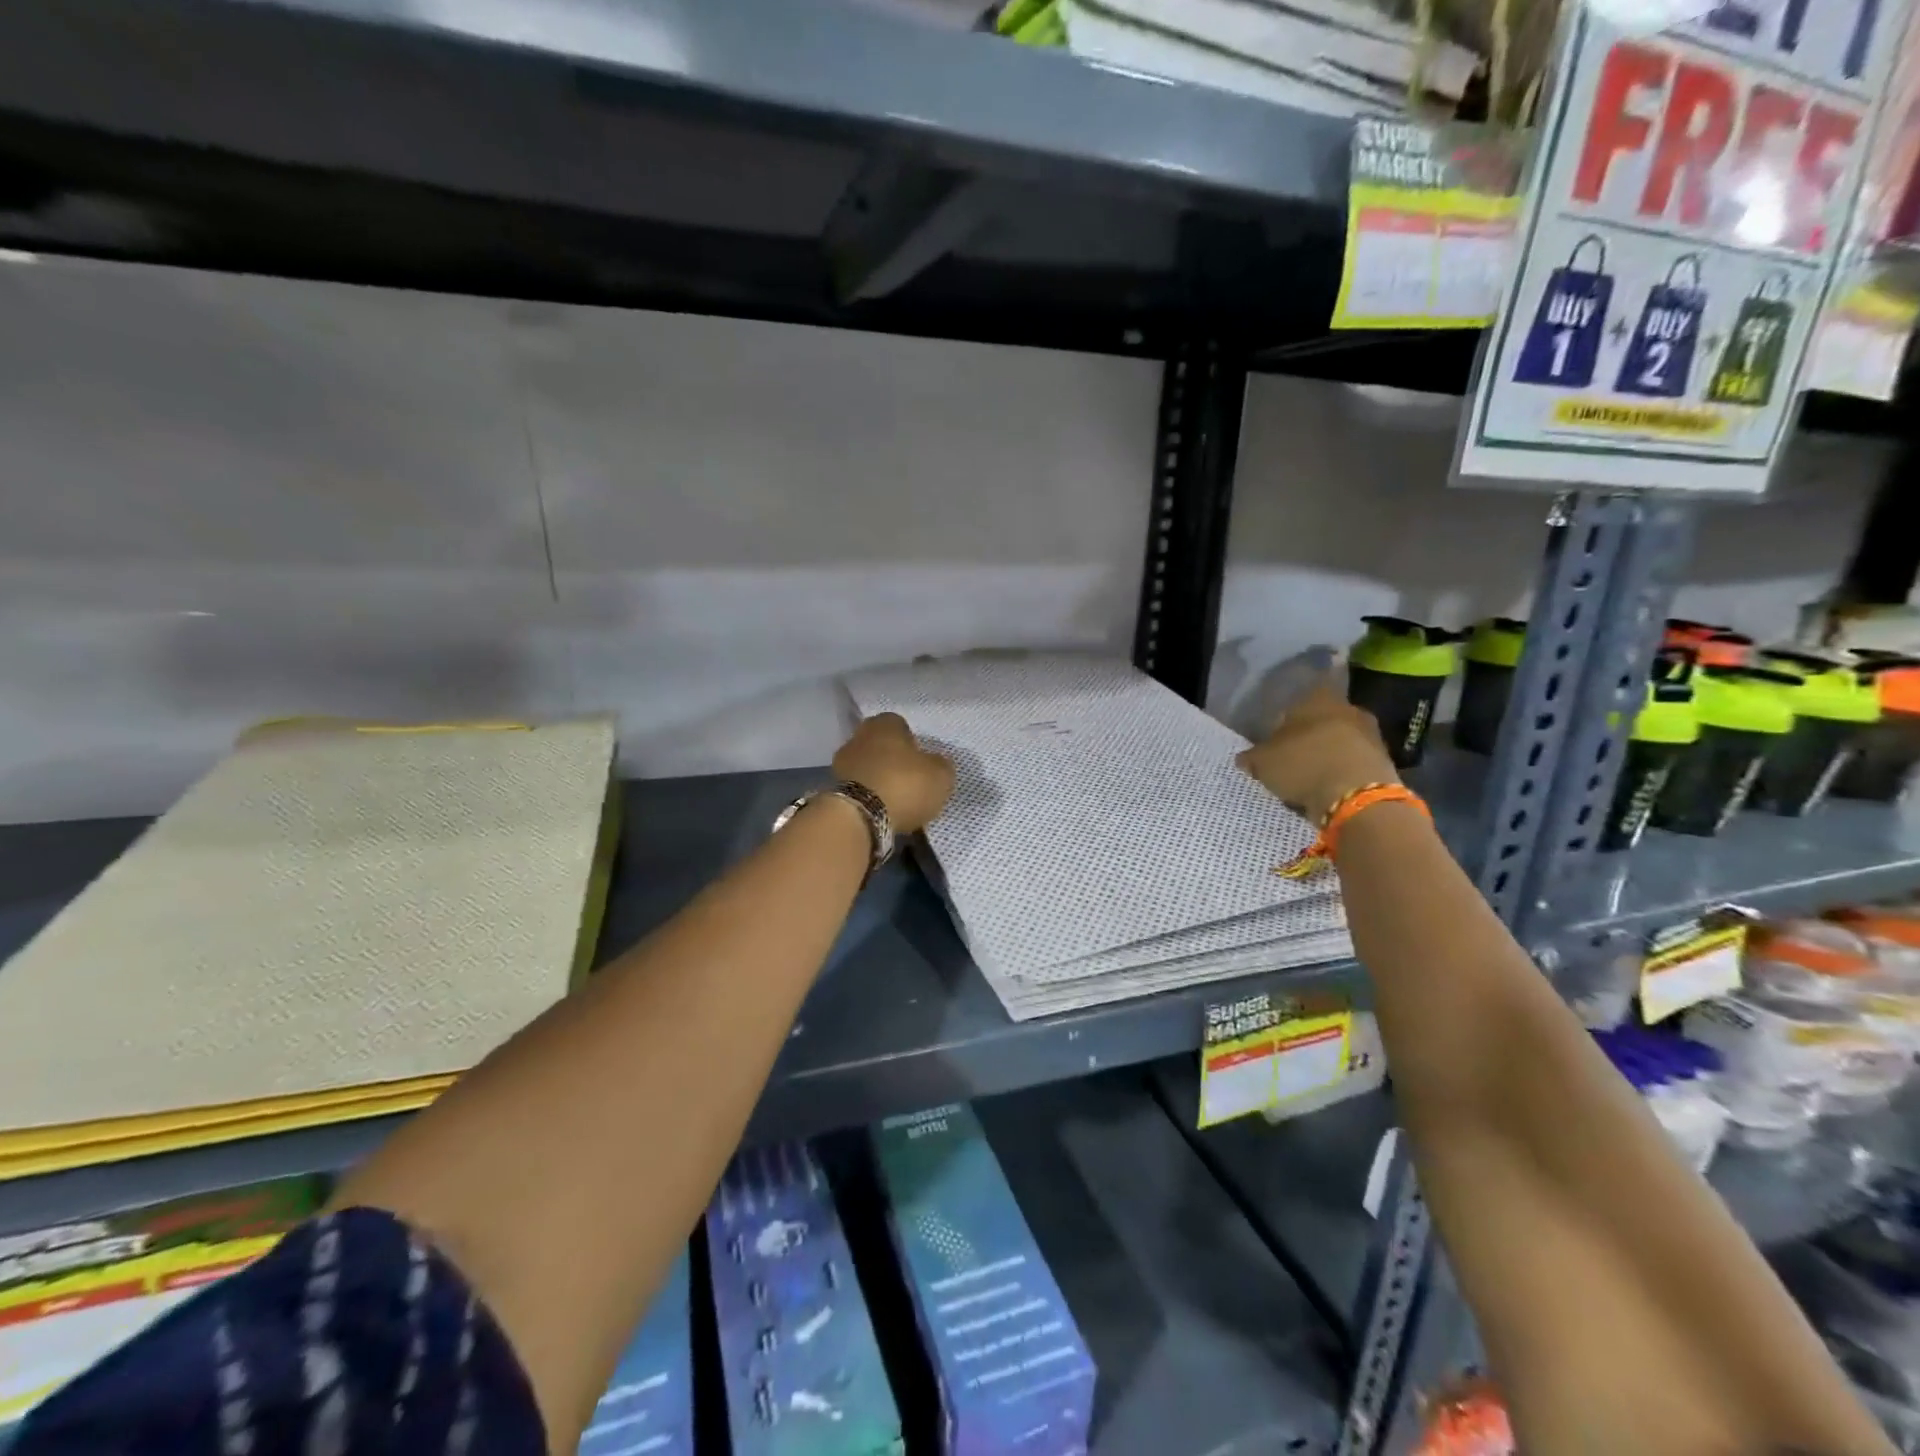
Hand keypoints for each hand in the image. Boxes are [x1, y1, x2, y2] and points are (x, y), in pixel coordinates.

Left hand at [833, 713, 955, 835]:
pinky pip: (858, 788)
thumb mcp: (940, 775)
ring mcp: (842, 762)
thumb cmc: (904, 785)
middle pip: (880, 745)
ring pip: (867, 767)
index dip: (912, 743)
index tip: (921, 762)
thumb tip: (935, 764)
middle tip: (909, 782)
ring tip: (895, 802)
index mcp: (885, 724)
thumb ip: (940, 765)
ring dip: (878, 779)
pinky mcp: (833, 788)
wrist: (860, 817)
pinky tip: (880, 812)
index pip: (900, 725)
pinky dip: (868, 797)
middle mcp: (859, 736)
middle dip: (893, 760)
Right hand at [1238, 679, 1397, 824]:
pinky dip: (1341, 772)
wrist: (1356, 795)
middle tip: (1291, 752)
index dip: (1291, 709)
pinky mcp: (1383, 762)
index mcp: (1319, 697)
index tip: (1280, 726)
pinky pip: (1354, 762)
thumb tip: (1244, 758)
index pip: (1305, 691)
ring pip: (1341, 739)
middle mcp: (1348, 708)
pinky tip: (1327, 788)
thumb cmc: (1303, 763)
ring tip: (1308, 775)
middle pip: (1324, 717)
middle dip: (1310, 733)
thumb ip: (1253, 756)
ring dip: (1328, 753)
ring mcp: (1371, 734)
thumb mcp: (1263, 762)